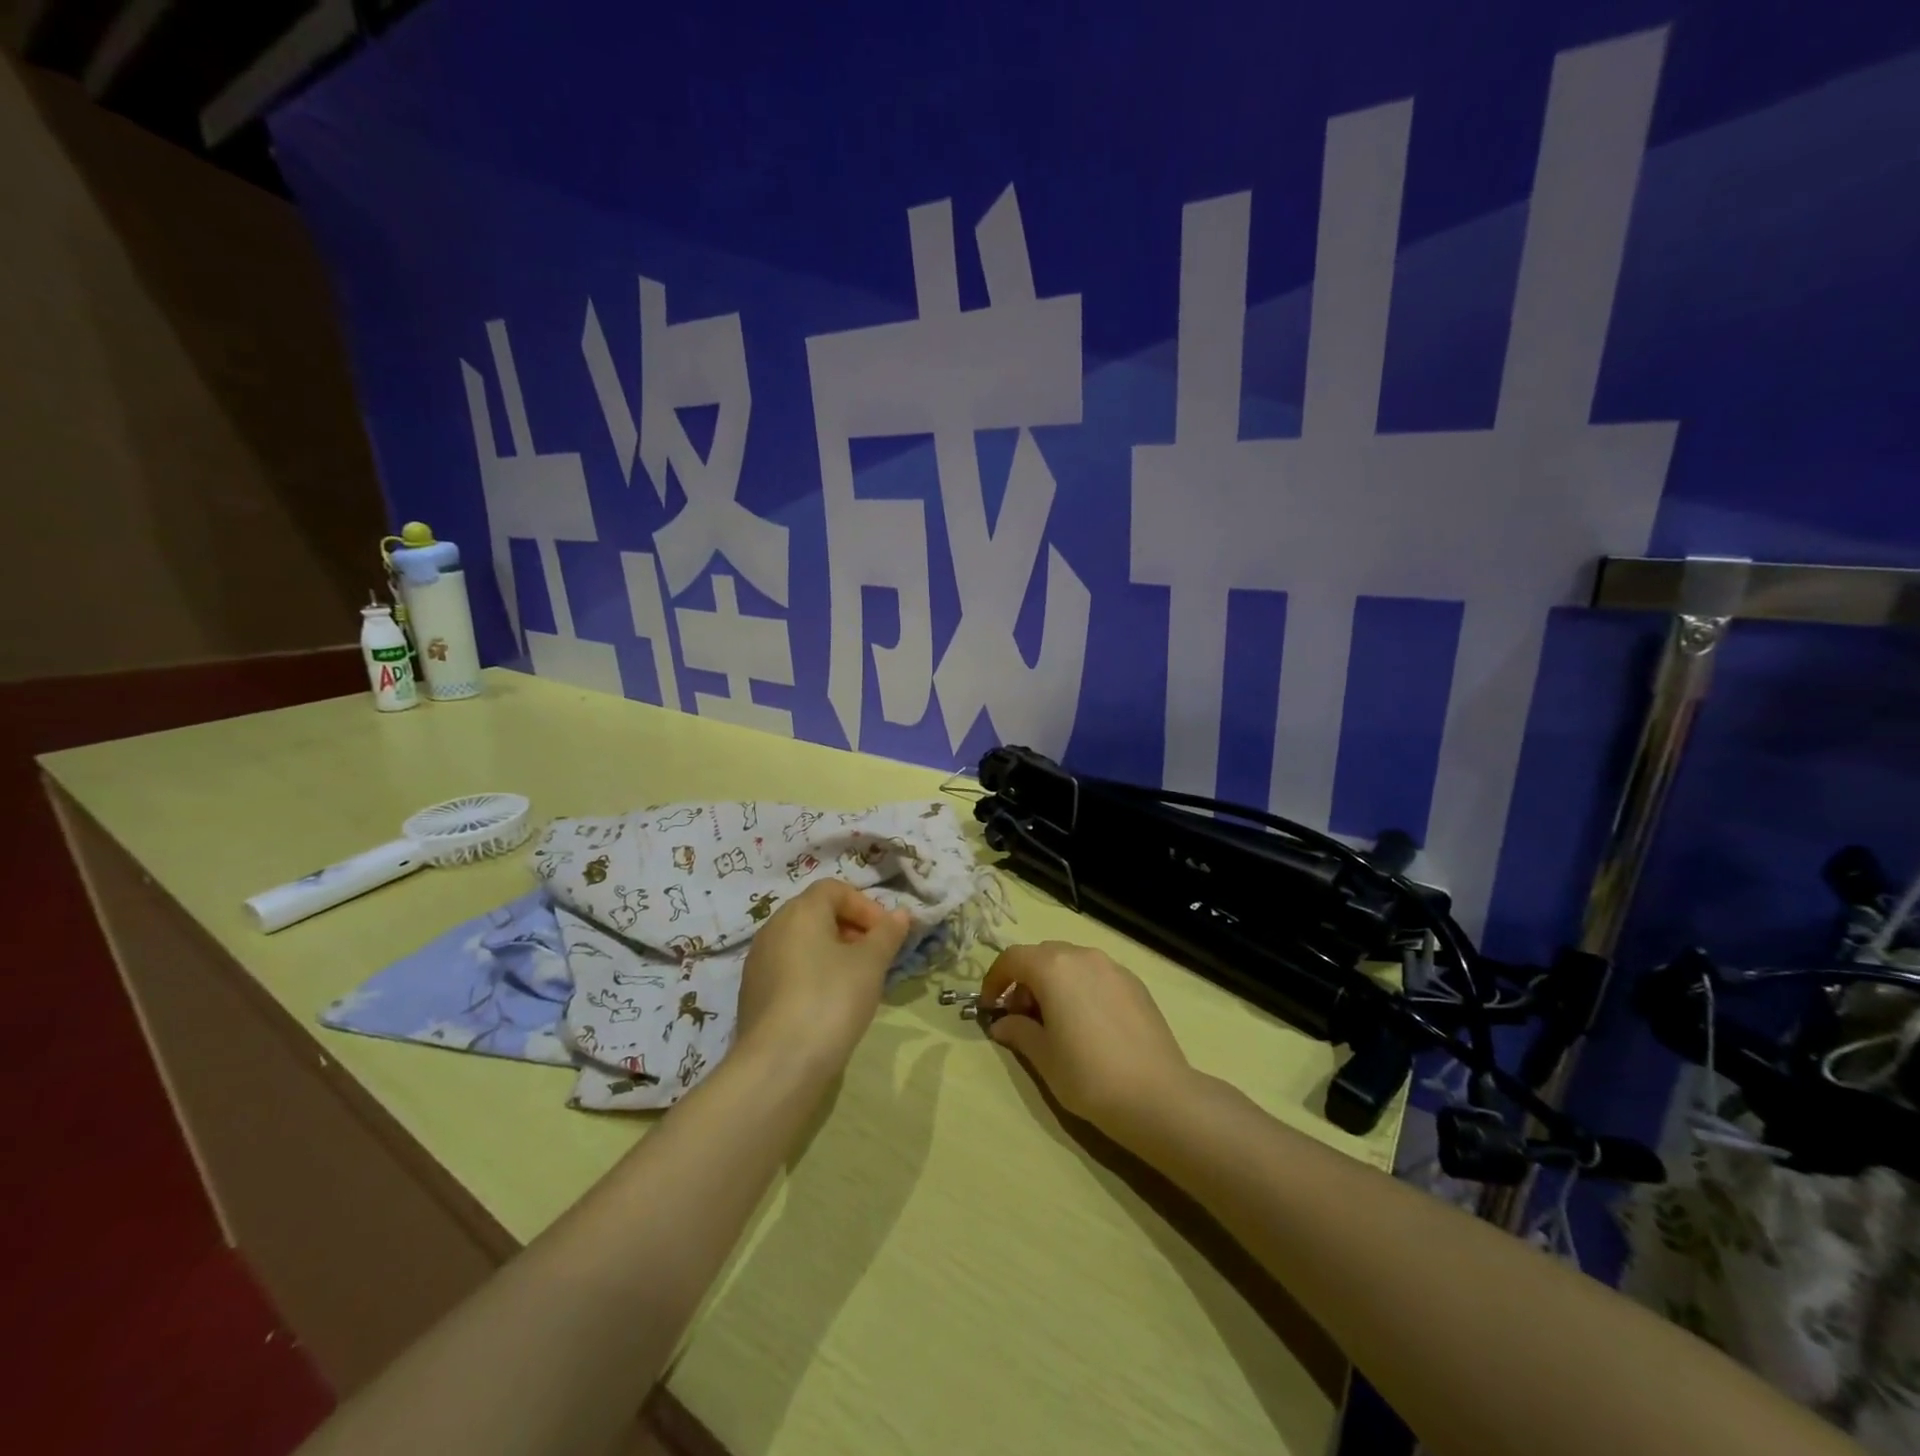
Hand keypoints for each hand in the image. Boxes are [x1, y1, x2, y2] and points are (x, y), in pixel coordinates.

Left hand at [735, 880, 911, 1079]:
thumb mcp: (871, 964)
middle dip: (851, 929)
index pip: (835, 889)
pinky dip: (812, 975)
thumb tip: (901, 914)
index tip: (886, 934)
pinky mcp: (752, 994)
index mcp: (800, 911)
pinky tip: (829, 1005)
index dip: (865, 906)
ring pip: (802, 943)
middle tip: (875, 957)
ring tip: (856, 982)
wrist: (779, 1064)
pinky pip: (789, 969)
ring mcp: (758, 962)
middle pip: (816, 914)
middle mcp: (773, 928)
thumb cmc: (831, 999)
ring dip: (832, 953)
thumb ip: (887, 934)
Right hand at [979, 942, 1196, 1141]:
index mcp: (1053, 968)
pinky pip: (1097, 975)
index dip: (995, 980)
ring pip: (1072, 962)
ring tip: (1055, 1020)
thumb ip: (1018, 1031)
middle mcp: (1083, 956)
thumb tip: (1003, 1023)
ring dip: (1054, 982)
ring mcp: (1113, 967)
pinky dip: (1081, 987)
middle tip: (1022, 1016)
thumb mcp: (1043, 1056)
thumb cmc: (1088, 1075)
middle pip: (1042, 955)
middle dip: (1025, 980)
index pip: (1012, 958)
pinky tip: (1088, 1023)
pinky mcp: (1135, 983)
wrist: (1157, 1095)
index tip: (990, 1007)